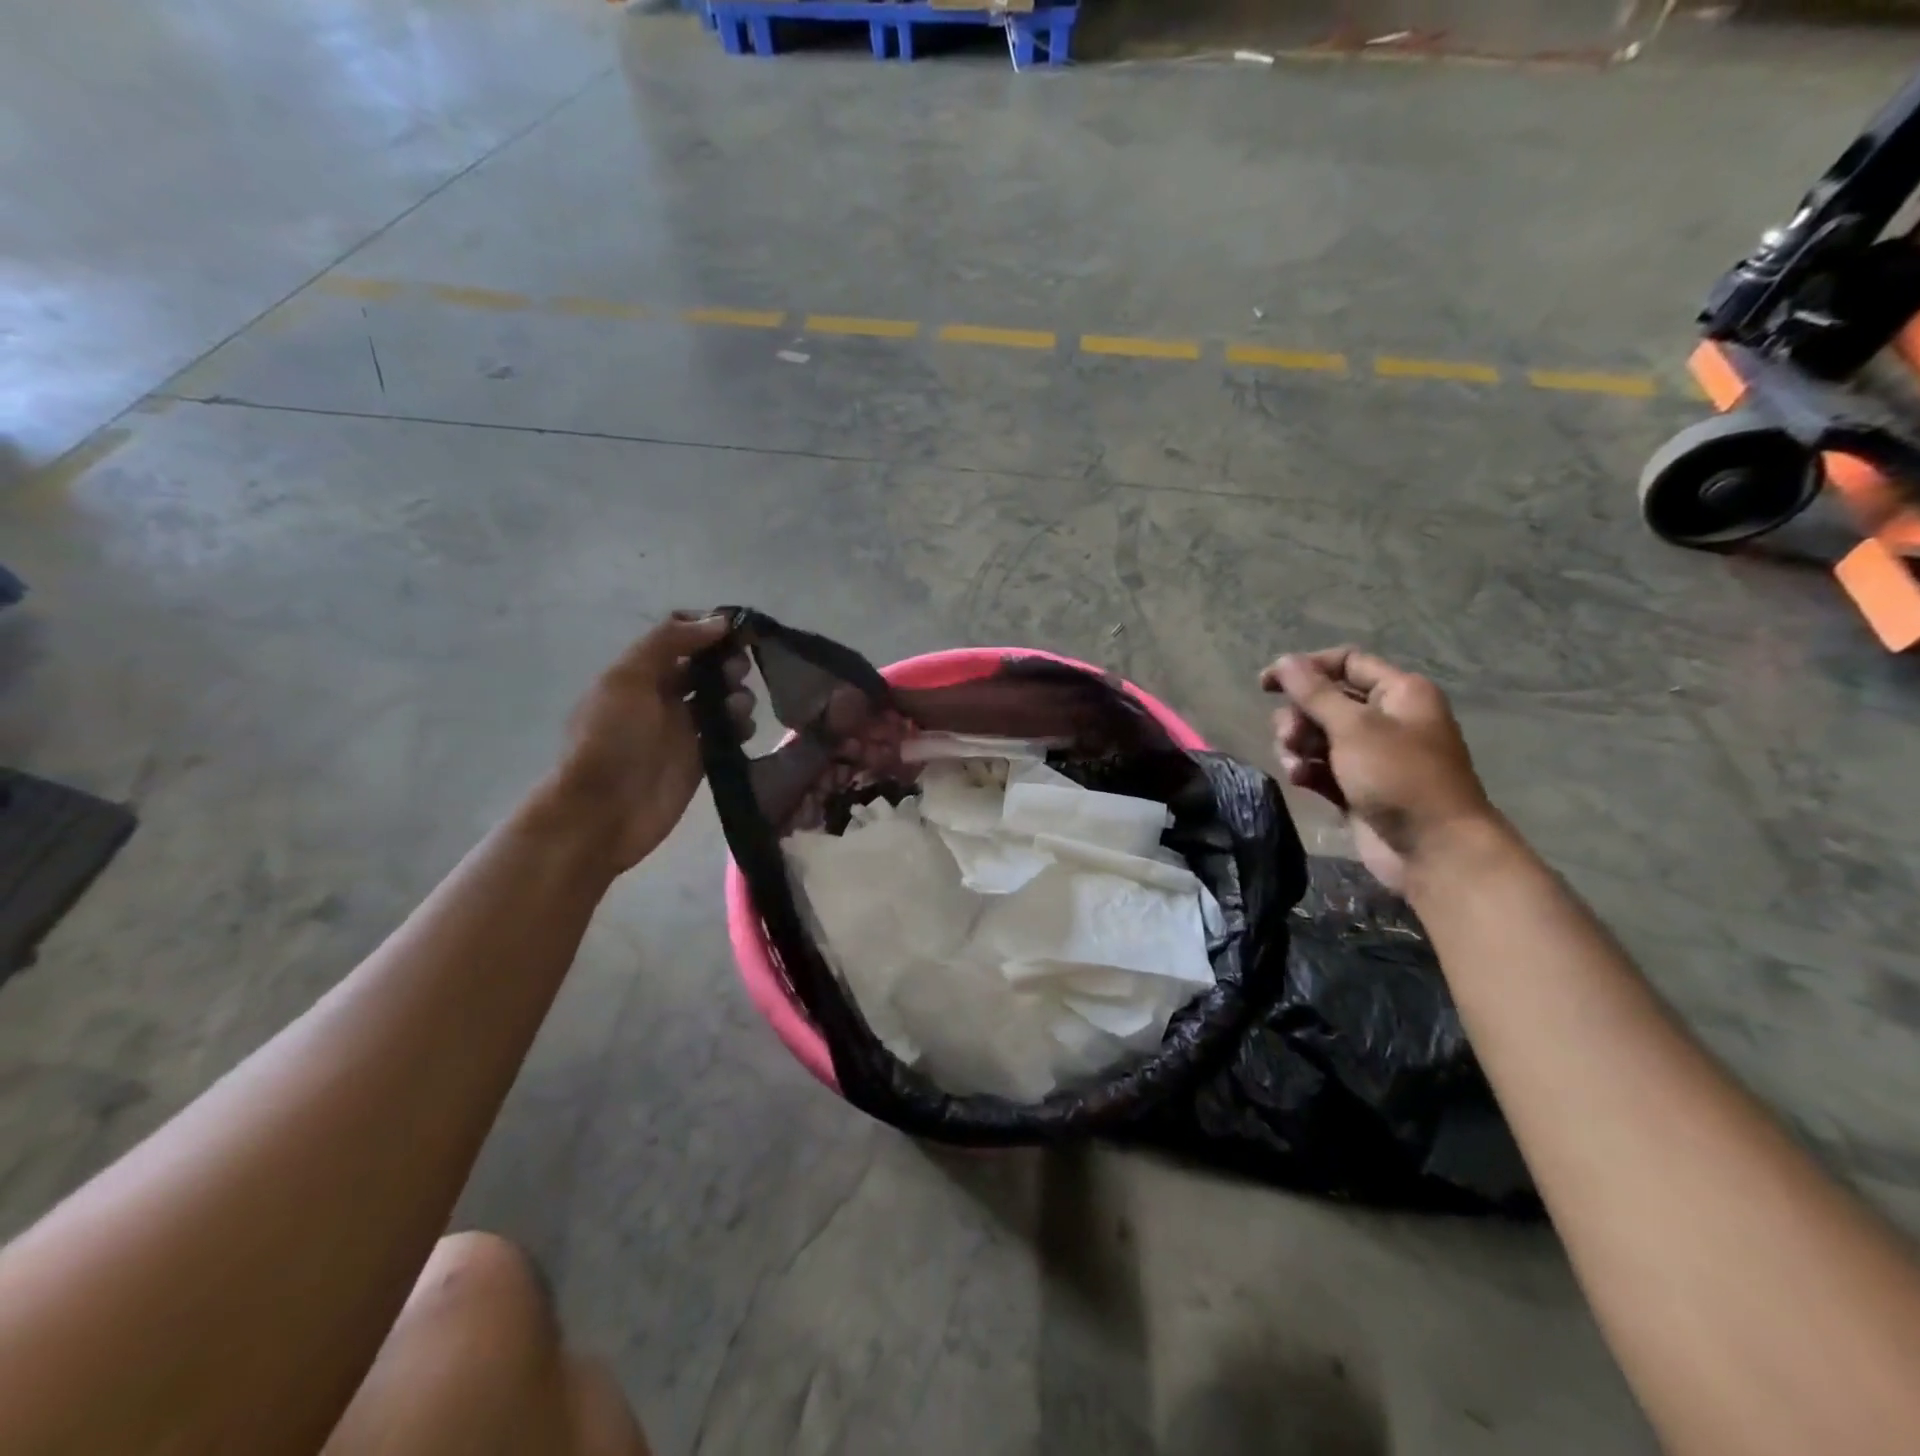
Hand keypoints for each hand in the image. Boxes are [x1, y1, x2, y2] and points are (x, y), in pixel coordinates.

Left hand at [543, 614, 753, 874]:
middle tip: (738, 670)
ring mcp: (682, 729)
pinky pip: (728, 733)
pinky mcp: (701, 759)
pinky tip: (743, 730)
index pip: (678, 637)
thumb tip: (718, 622)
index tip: (735, 630)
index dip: (706, 630)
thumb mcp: (628, 679)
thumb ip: (670, 643)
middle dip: (726, 662)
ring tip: (739, 707)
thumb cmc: (611, 739)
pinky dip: (740, 727)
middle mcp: (661, 696)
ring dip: (737, 695)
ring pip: (721, 699)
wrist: (603, 811)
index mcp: (638, 672)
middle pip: (704, 667)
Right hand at [1261, 648, 1494, 894]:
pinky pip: (1320, 768)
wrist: (1434, 849)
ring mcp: (1370, 755)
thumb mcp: (1354, 727)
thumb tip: (1284, 661)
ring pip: (1317, 736)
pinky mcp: (1356, 787)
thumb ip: (1314, 693)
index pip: (1346, 663)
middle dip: (1299, 717)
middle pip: (1325, 701)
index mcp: (1398, 693)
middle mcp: (1386, 718)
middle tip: (1290, 737)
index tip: (1266, 684)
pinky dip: (1307, 771)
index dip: (1306, 668)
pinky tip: (1300, 781)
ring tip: (1296, 766)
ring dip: (1298, 747)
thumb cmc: (1399, 776)